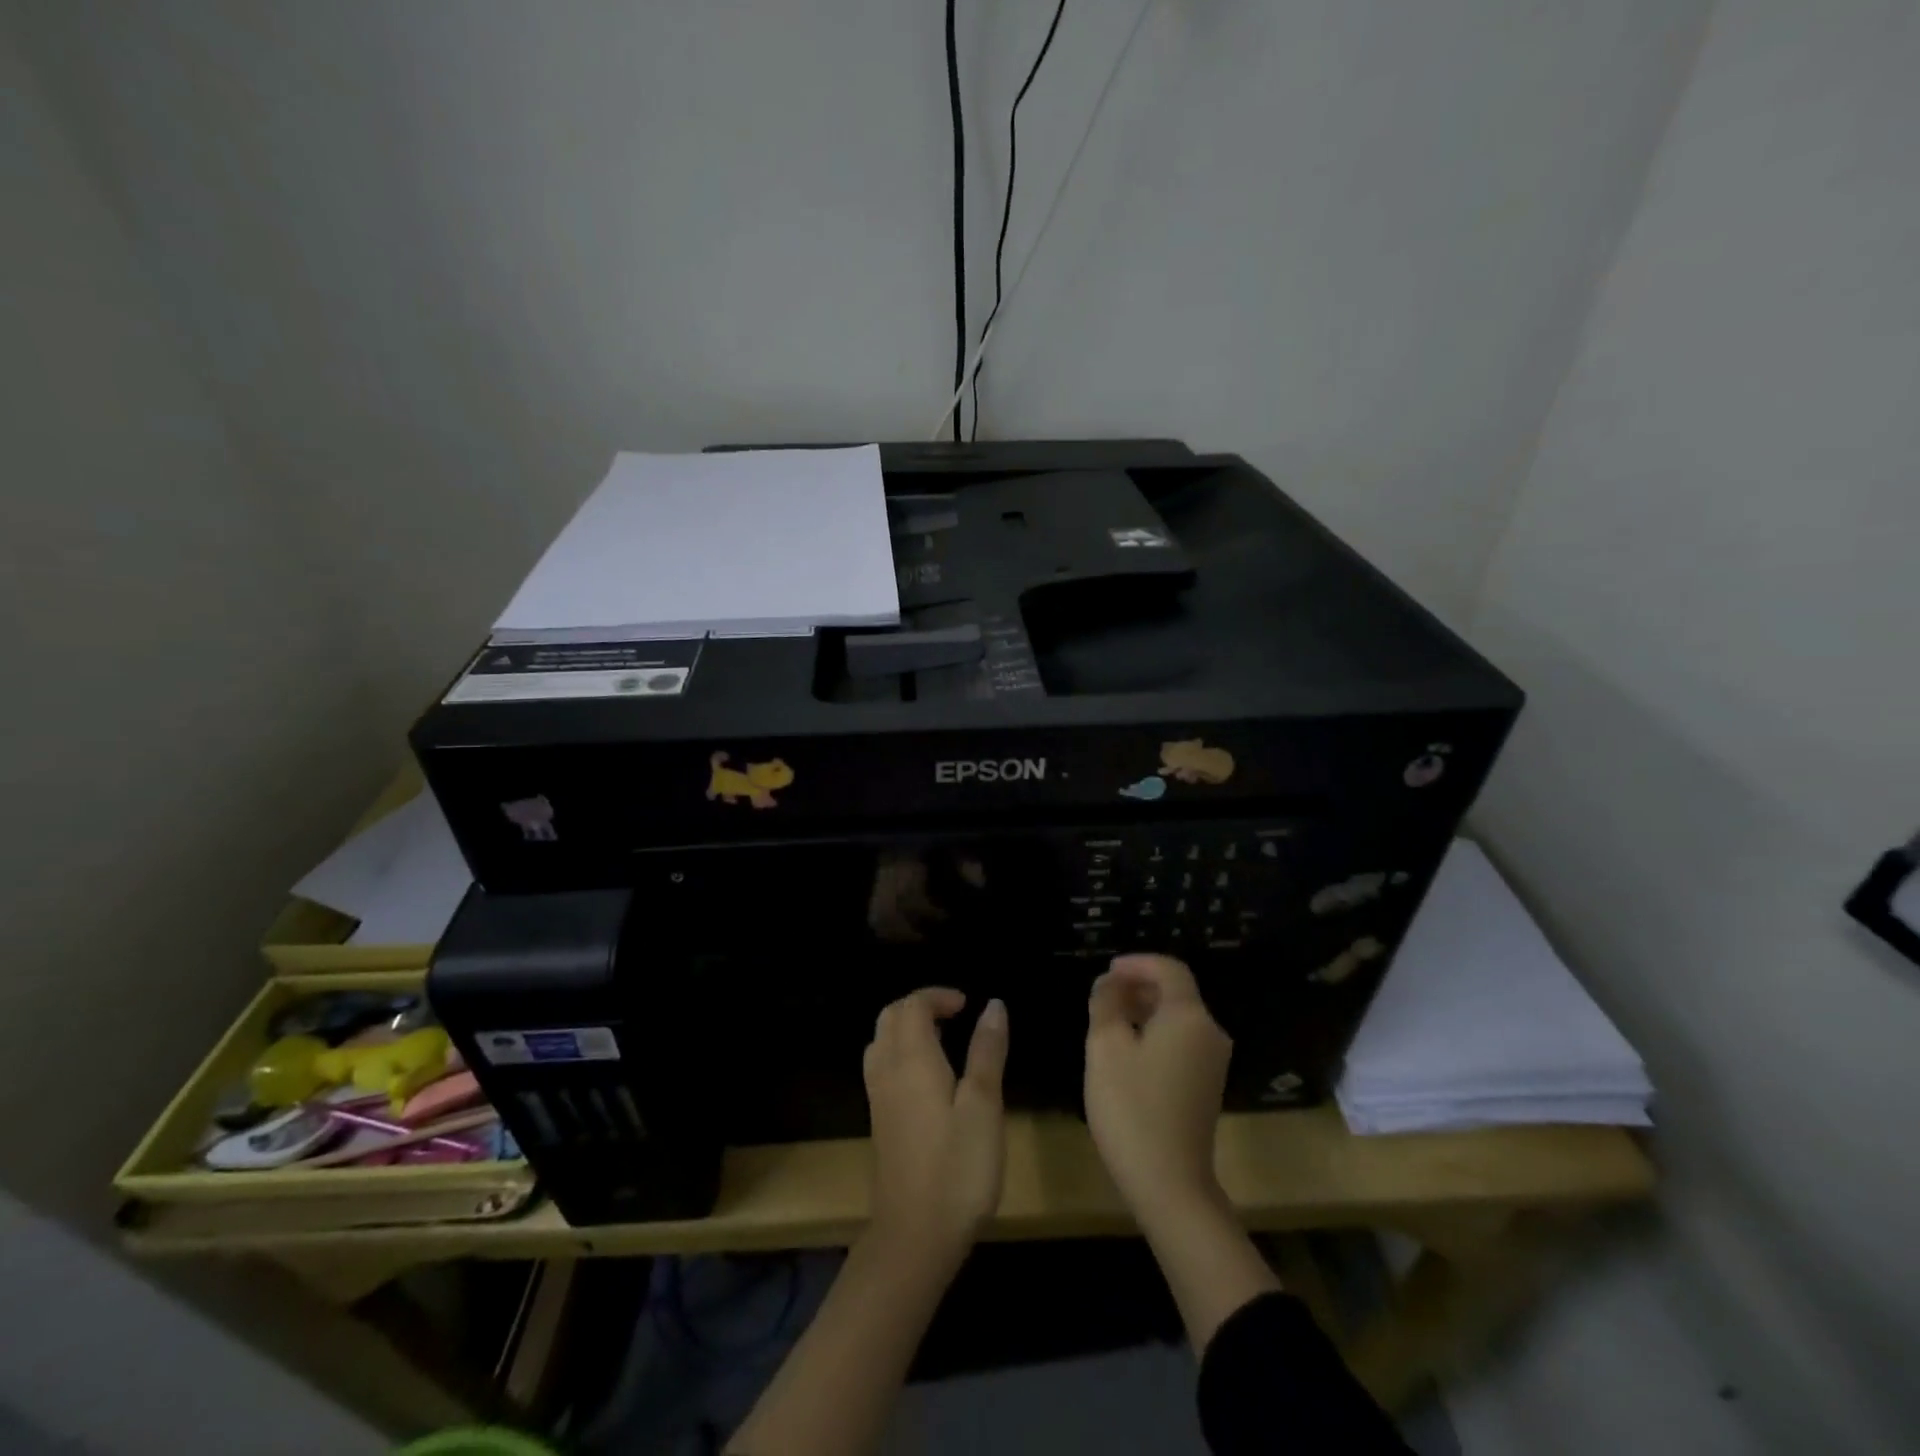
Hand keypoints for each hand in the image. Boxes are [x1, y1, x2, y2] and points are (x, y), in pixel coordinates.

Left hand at [863, 988, 1008, 1259]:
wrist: (915, 1235)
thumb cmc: (958, 1167)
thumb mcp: (984, 1105)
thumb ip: (987, 1052)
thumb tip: (994, 1005)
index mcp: (912, 1059)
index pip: (912, 1005)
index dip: (938, 996)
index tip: (968, 1004)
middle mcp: (887, 1070)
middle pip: (890, 1017)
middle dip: (920, 1006)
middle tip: (955, 1015)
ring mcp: (878, 1097)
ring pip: (881, 1041)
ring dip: (907, 1028)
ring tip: (943, 1039)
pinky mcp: (879, 1121)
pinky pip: (881, 1065)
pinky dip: (900, 1051)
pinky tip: (927, 1076)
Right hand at [1084, 954, 1233, 1226]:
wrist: (1170, 1184)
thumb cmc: (1132, 1107)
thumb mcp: (1105, 1047)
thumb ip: (1105, 1004)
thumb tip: (1110, 983)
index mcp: (1189, 1016)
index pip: (1169, 969)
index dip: (1137, 963)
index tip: (1106, 971)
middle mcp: (1209, 1032)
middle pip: (1176, 993)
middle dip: (1138, 986)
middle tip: (1102, 995)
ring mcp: (1212, 1062)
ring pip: (1178, 1019)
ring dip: (1144, 1011)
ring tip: (1108, 1021)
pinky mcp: (1207, 1086)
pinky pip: (1181, 1042)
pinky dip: (1155, 1034)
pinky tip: (1127, 1052)